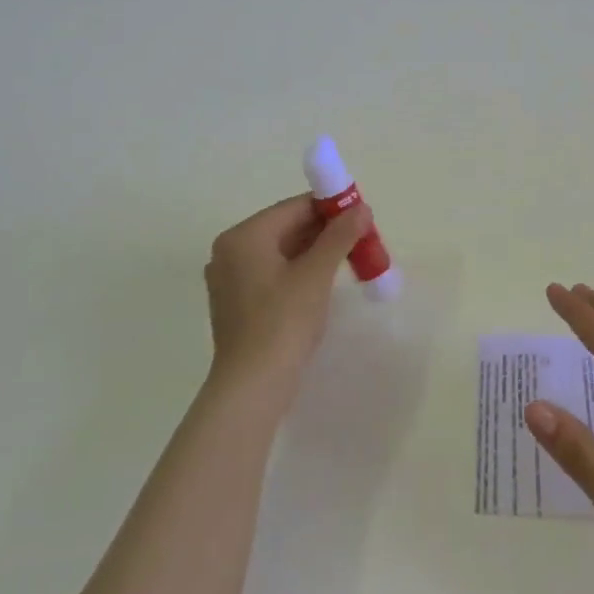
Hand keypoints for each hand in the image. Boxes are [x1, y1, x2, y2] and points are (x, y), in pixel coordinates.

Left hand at [203, 195, 370, 389]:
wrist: (253, 385)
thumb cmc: (283, 322)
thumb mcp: (316, 274)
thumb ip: (339, 236)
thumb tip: (360, 208)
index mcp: (243, 236)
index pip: (294, 208)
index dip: (331, 208)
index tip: (363, 217)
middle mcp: (230, 251)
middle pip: (286, 228)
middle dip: (325, 232)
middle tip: (362, 240)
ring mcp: (230, 279)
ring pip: (281, 252)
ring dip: (316, 253)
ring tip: (350, 260)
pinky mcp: (237, 303)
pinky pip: (273, 274)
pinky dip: (299, 272)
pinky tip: (324, 283)